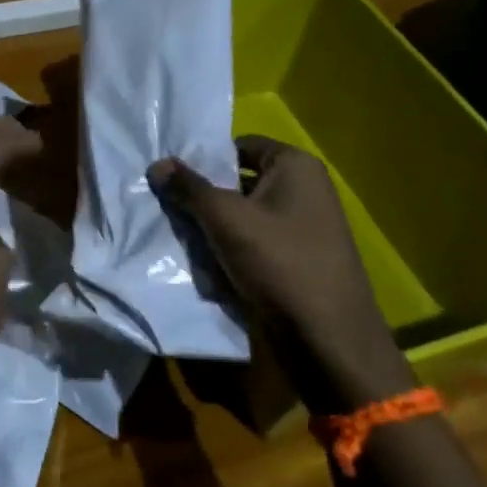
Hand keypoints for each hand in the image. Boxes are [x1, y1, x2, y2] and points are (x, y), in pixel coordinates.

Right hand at [149, 137, 412, 408]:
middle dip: (204, 198)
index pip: (239, 146)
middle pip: (238, 182)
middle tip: (167, 208)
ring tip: (180, 238)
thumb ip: (189, 188)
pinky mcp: (297, 260)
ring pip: (243, 216)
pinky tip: (205, 266)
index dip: (205, 159)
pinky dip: (230, 251)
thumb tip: (157, 164)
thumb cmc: (280, 263)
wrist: (329, 340)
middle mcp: (304, 189)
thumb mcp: (226, 219)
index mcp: (296, 166)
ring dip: (213, 228)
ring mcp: (303, 227)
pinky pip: (254, 244)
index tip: (171, 178)